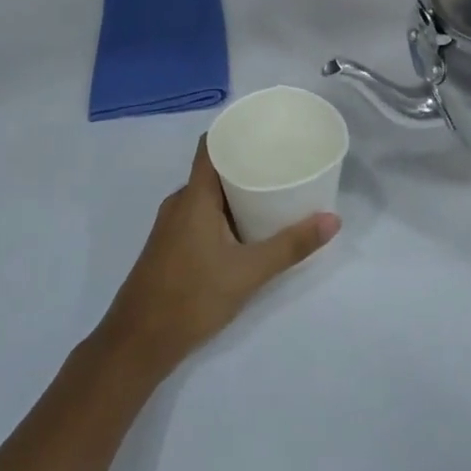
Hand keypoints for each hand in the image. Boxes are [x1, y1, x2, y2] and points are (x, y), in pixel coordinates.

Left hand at [99, 140, 338, 380]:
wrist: (138, 343)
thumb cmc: (191, 297)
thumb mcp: (248, 272)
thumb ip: (290, 246)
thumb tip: (333, 219)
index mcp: (194, 196)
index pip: (211, 145)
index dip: (236, 130)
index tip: (266, 128)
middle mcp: (180, 202)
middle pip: (214, 169)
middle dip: (246, 163)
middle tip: (283, 162)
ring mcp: (172, 225)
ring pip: (208, 195)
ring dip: (236, 191)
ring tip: (272, 191)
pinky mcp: (171, 246)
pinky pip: (201, 214)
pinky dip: (225, 212)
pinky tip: (247, 228)